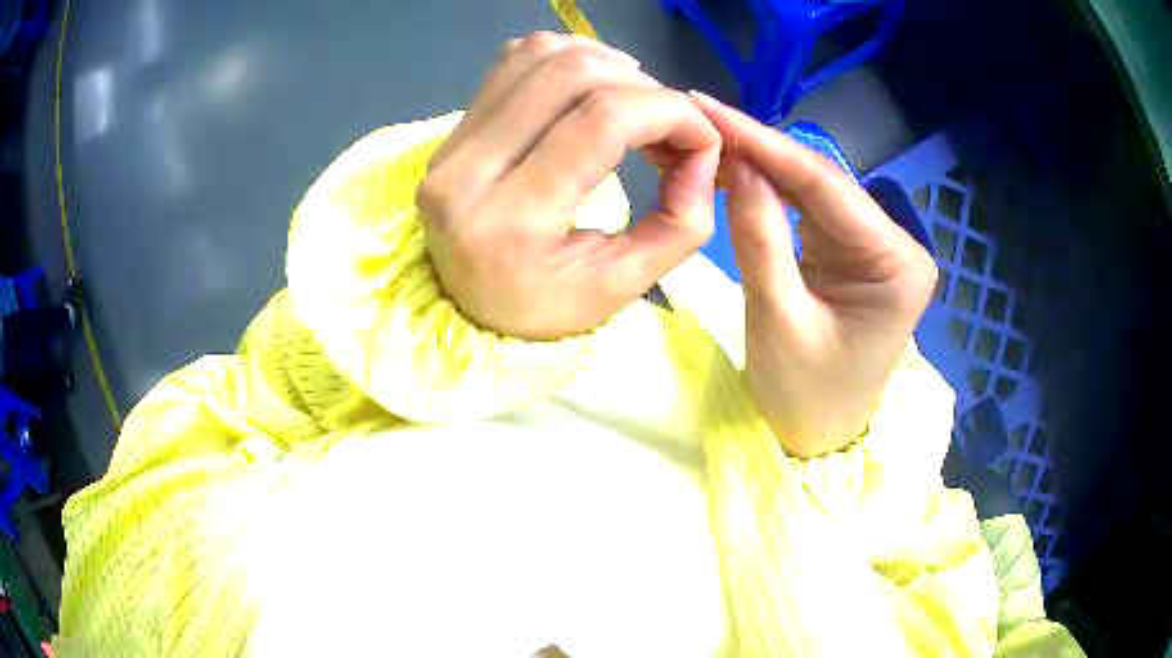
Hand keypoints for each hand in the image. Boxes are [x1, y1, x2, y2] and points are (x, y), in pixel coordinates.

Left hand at [419, 32, 721, 339]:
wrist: (465, 311)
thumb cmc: (543, 308)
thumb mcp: (621, 287)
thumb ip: (679, 221)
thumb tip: (705, 150)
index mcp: (512, 223)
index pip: (601, 121)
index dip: (669, 111)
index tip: (701, 135)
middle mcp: (468, 172)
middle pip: (571, 74)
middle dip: (644, 87)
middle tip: (670, 121)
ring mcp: (451, 145)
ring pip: (539, 54)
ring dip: (605, 63)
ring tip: (636, 99)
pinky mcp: (450, 131)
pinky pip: (511, 61)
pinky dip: (565, 57)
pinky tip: (592, 85)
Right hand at [692, 93, 936, 457]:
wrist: (820, 439)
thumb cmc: (805, 398)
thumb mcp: (777, 320)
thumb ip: (758, 237)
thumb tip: (738, 163)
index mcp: (898, 265)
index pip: (825, 187)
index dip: (764, 144)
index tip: (709, 108)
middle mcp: (898, 245)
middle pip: (824, 183)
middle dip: (761, 149)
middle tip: (700, 119)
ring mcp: (879, 247)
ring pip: (815, 190)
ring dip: (764, 165)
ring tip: (711, 139)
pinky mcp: (857, 253)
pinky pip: (812, 211)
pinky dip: (773, 192)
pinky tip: (740, 171)